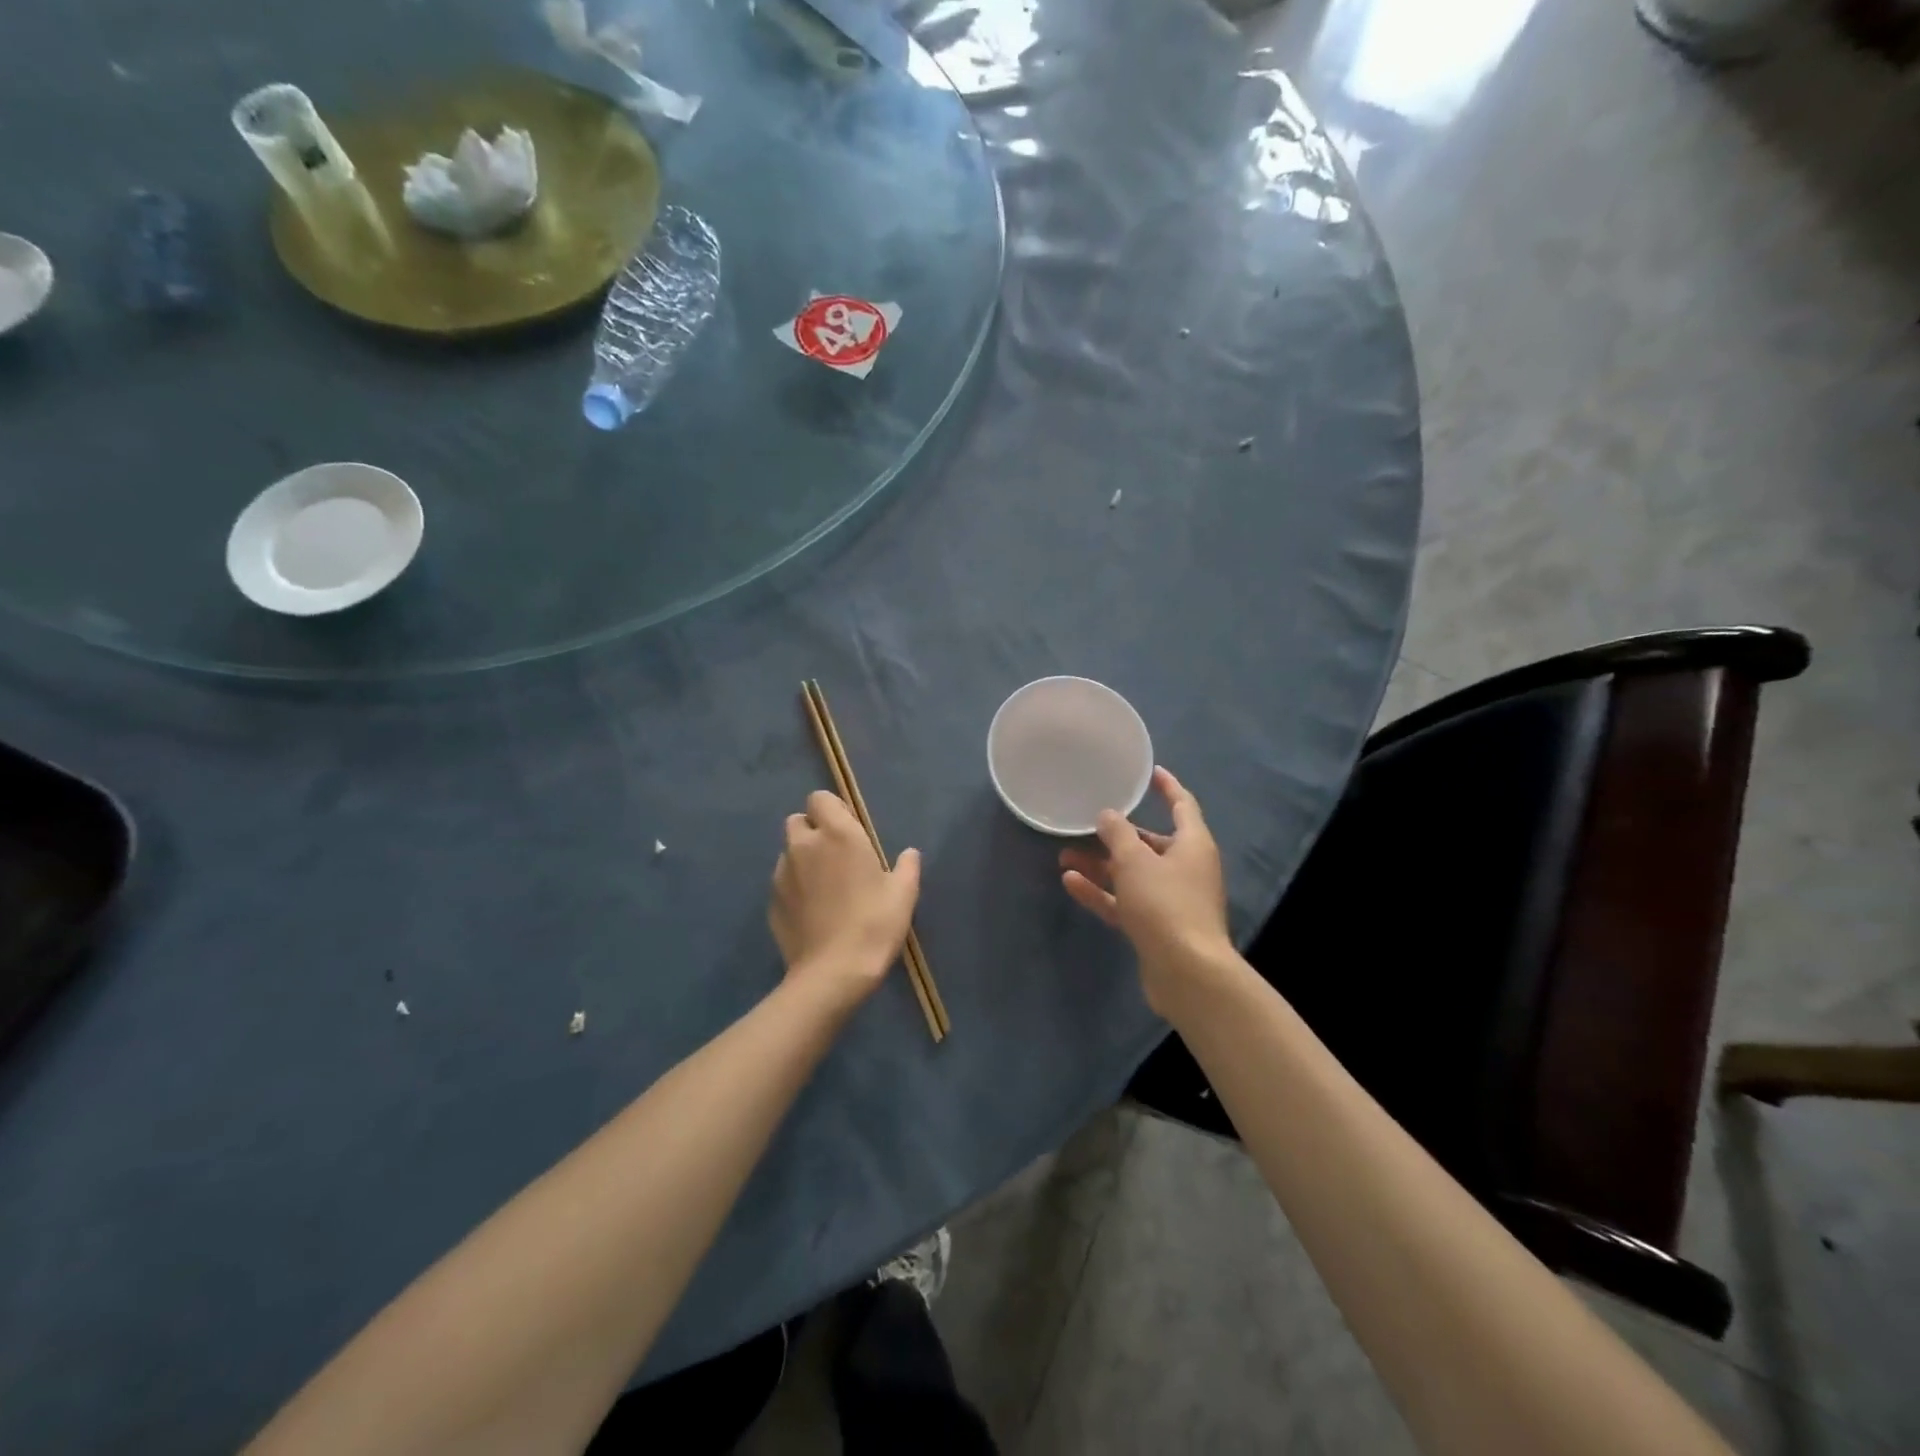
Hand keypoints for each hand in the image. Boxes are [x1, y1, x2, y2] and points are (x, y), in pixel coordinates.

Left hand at [770, 790, 921, 1006]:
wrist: (833, 973)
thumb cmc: (874, 924)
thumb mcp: (904, 894)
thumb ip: (907, 866)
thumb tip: (909, 853)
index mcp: (837, 834)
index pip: (820, 798)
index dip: (833, 810)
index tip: (850, 830)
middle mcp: (804, 845)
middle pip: (797, 820)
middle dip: (813, 830)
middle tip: (835, 856)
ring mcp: (782, 873)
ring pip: (788, 852)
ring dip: (802, 858)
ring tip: (824, 886)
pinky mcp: (771, 901)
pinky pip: (782, 882)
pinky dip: (794, 887)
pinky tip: (812, 911)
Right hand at [1059, 767, 1232, 1016]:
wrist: (1187, 973)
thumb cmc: (1166, 904)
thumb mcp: (1136, 861)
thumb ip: (1118, 834)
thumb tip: (1107, 816)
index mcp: (1193, 844)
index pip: (1182, 805)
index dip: (1167, 787)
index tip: (1149, 771)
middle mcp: (1186, 869)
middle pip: (1150, 843)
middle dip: (1117, 834)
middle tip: (1087, 823)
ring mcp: (1171, 900)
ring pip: (1132, 874)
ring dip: (1101, 864)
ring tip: (1065, 854)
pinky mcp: (1156, 928)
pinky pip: (1124, 902)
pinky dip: (1101, 892)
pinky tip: (1071, 883)